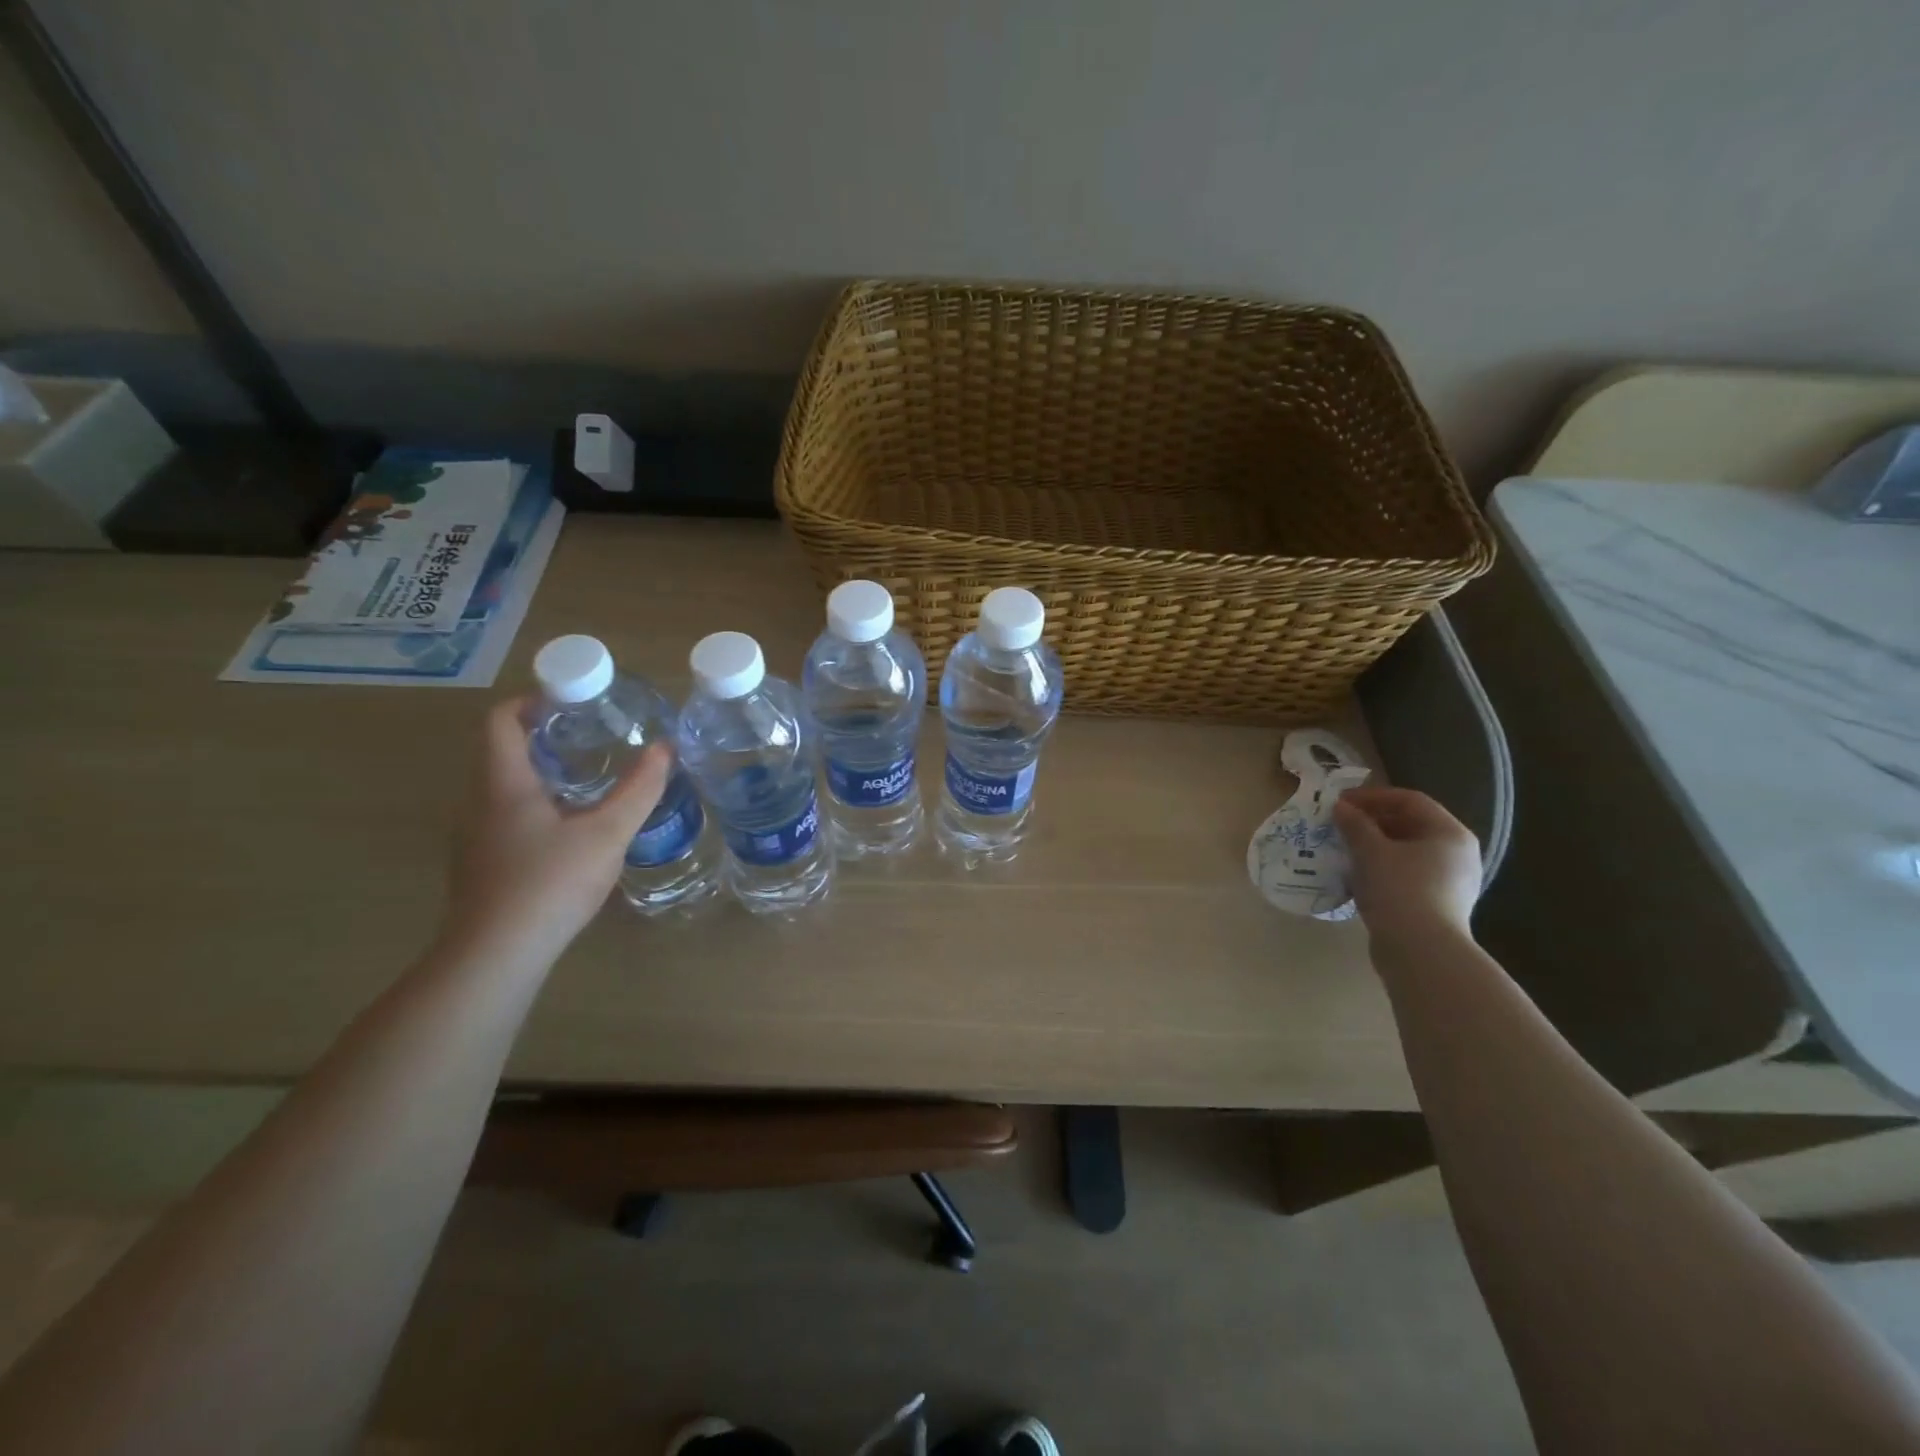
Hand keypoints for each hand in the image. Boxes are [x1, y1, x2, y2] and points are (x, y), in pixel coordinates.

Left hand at [441, 698, 671, 966]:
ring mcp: (476, 837)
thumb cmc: (550, 883)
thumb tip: (666, 747)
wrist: (497, 955)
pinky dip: (538, 805)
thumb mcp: (607, 833)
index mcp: (503, 784)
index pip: (501, 721)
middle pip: (503, 752)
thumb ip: (639, 789)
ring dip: (544, 774)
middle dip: (547, 737)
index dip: (532, 701)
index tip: (572, 699)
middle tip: (595, 736)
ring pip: (506, 788)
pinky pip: (507, 817)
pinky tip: (573, 828)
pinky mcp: (482, 865)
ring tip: (592, 778)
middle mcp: (479, 803)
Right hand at [1333, 786, 1482, 946]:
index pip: (1410, 800)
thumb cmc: (1399, 889)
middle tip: (1339, 824)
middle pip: (1410, 825)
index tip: (1340, 802)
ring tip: (1343, 849)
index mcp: (1449, 833)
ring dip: (1373, 846)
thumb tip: (1341, 807)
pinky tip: (1356, 876)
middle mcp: (1457, 854)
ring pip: (1406, 852)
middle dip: (1372, 822)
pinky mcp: (1437, 905)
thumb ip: (1354, 824)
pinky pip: (1406, 876)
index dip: (1372, 796)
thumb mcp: (1370, 851)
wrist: (1420, 951)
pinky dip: (1381, 870)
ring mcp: (1451, 882)